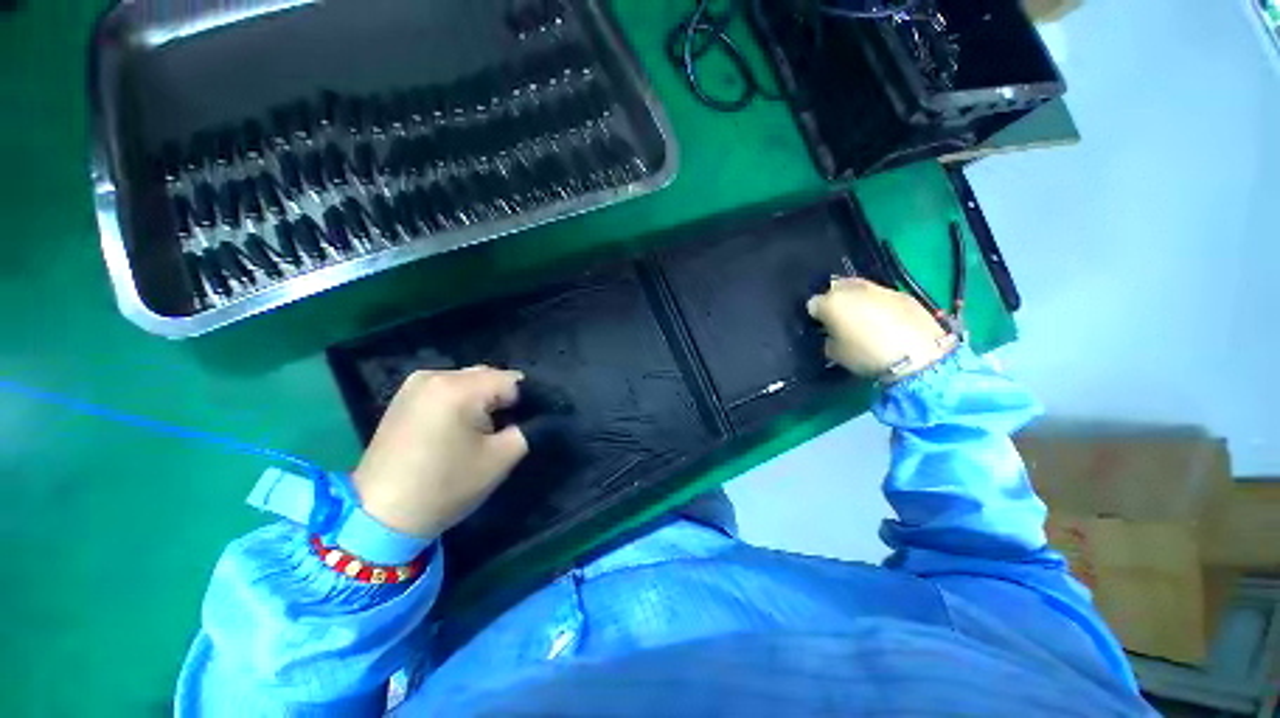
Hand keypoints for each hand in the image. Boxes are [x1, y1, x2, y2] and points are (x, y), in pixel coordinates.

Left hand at [352, 367, 528, 538]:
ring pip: (469, 381)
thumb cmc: (446, 486)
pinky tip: (454, 428)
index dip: (524, 404)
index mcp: (459, 387)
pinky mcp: (403, 396)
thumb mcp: (501, 458)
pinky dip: (460, 402)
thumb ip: (528, 428)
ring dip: (481, 400)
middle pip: (489, 377)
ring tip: (478, 431)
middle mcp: (435, 374)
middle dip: (502, 400)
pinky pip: (448, 388)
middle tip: (500, 431)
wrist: (379, 516)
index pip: (513, 381)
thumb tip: (531, 415)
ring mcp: (415, 383)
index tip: (520, 428)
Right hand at [807, 278, 956, 381]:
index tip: (820, 327)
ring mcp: (879, 288)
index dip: (815, 316)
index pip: (812, 304)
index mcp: (831, 302)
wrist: (918, 354)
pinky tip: (884, 320)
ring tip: (862, 318)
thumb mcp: (834, 353)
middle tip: (839, 318)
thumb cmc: (866, 355)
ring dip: (856, 299)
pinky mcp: (902, 293)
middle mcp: (852, 289)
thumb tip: (831, 332)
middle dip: (834, 301)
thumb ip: (827, 337)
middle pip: (835, 289)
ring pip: (858, 288)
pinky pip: (880, 295)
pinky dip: (877, 304)